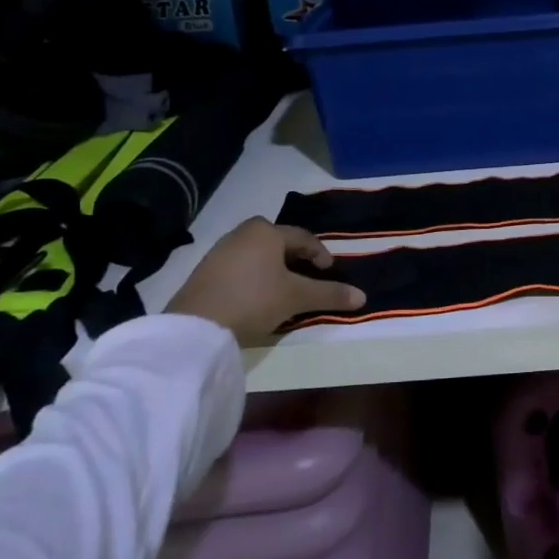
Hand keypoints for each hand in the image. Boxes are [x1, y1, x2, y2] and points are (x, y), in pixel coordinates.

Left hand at [167, 219, 364, 343]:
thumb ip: (329, 294)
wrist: (196, 327)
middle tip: (307, 275)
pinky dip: (253, 276)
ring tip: (283, 288)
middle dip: (295, 257)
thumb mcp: (296, 298)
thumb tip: (363, 297)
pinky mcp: (204, 271)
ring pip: (257, 253)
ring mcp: (220, 251)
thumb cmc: (254, 300)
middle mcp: (242, 233)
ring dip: (273, 267)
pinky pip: (239, 266)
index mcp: (267, 232)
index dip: (320, 254)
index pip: (303, 237)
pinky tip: (256, 296)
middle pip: (277, 241)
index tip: (329, 272)